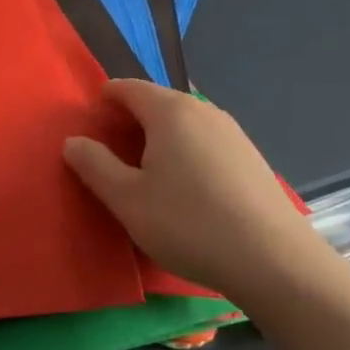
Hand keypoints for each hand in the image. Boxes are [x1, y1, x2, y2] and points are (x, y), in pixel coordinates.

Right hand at [65, 80, 320, 303]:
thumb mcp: (127, 200)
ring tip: (147, 177)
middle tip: (111, 158)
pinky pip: (205, 142)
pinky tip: (186, 192)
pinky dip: (185, 153)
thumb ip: (94, 165)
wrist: (276, 263)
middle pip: (155, 102)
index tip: (89, 128)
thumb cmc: (190, 224)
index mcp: (169, 110)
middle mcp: (202, 109)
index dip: (103, 102)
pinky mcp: (251, 158)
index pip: (126, 87)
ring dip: (159, 139)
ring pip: (182, 123)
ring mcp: (232, 132)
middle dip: (129, 122)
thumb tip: (74, 141)